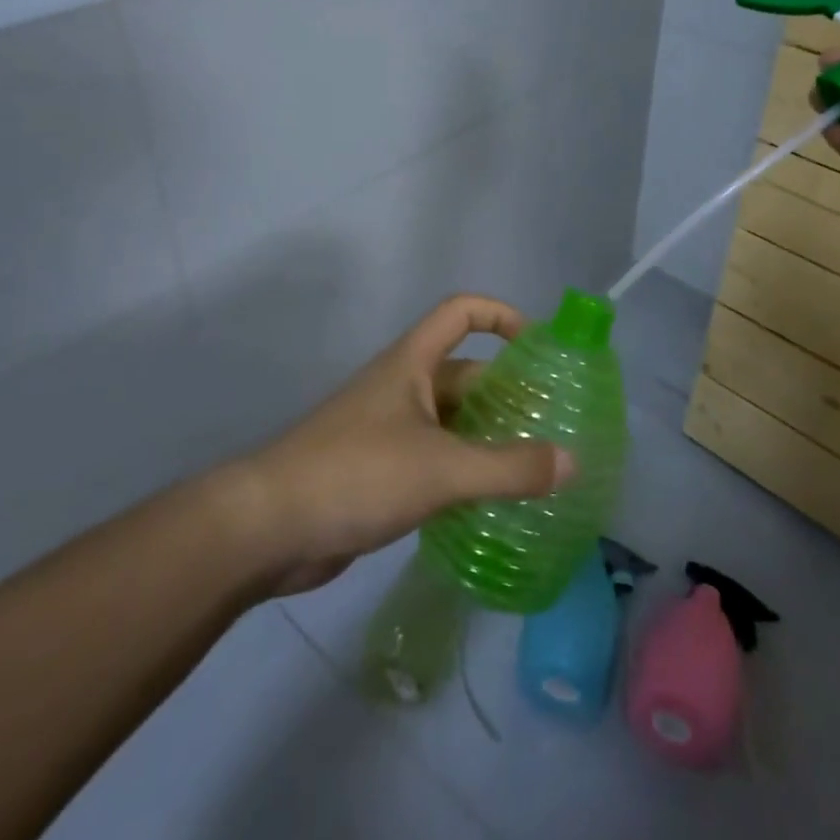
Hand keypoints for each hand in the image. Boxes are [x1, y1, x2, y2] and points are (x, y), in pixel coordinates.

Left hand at [234, 295, 573, 594]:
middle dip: (506, 393)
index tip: (538, 346)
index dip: (501, 315)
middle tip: (552, 424)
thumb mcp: (441, 469)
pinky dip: (464, 472)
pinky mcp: (378, 473)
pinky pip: (434, 460)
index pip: (460, 312)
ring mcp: (388, 431)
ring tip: (534, 466)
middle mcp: (401, 388)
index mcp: (411, 364)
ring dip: (488, 437)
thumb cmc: (356, 474)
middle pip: (464, 374)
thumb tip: (572, 461)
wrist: (267, 527)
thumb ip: (509, 468)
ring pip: (451, 422)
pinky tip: (491, 501)